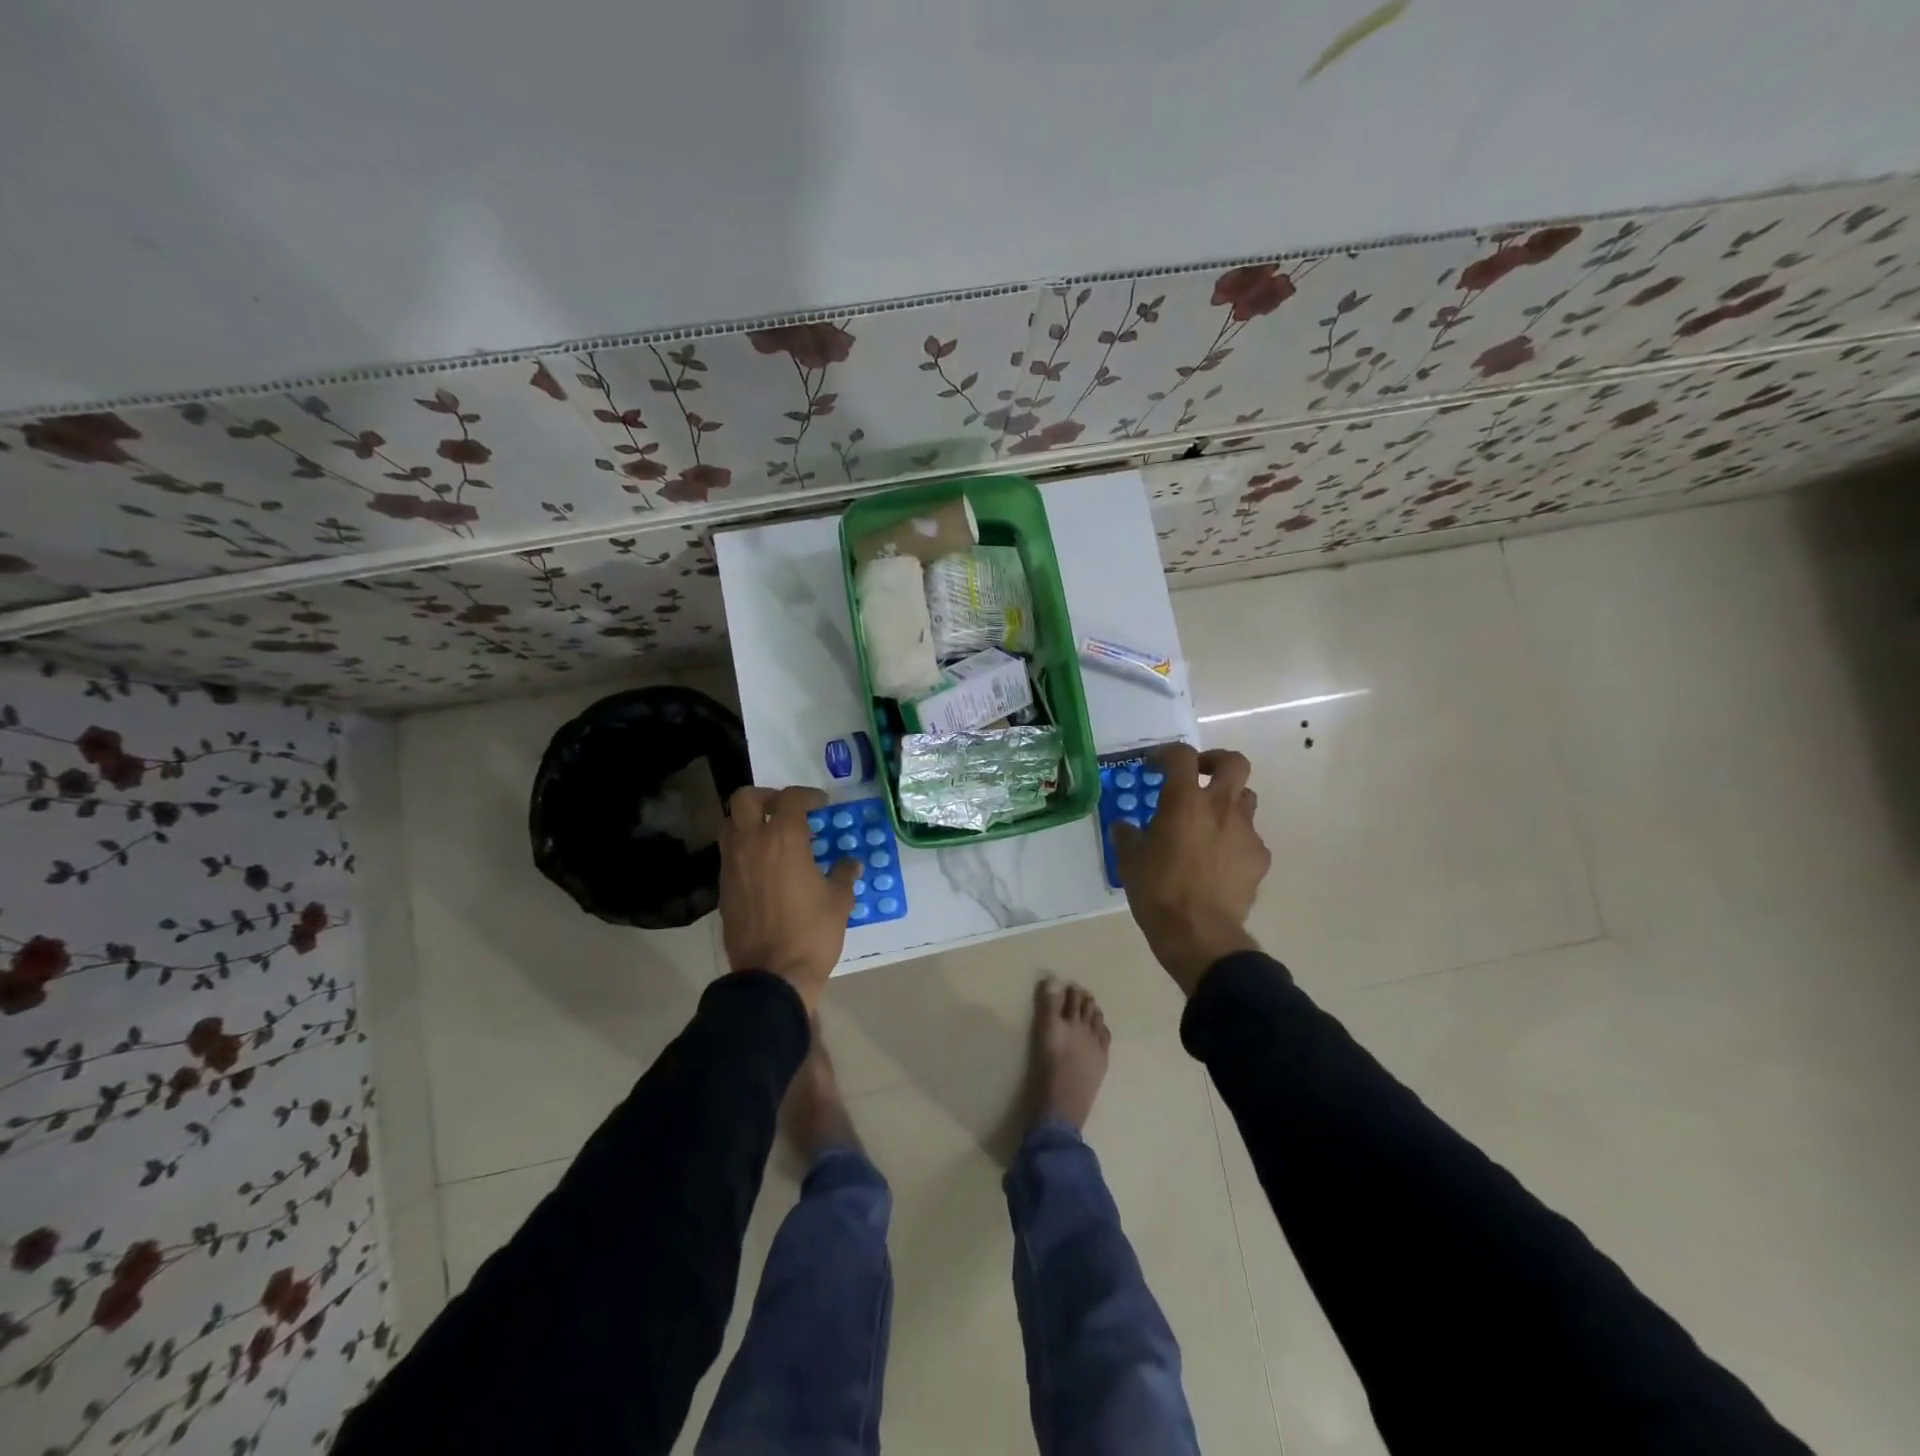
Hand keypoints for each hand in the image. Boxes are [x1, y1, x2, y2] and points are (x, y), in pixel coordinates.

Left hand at [719, 786, 857, 1012]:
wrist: (772, 976)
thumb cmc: (811, 933)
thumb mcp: (838, 902)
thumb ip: (843, 875)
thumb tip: (850, 864)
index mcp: (784, 839)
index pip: (790, 799)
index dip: (807, 795)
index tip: (821, 804)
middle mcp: (752, 844)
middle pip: (745, 799)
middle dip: (766, 797)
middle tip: (785, 809)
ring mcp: (732, 865)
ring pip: (731, 824)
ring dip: (749, 821)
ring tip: (771, 835)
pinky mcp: (723, 888)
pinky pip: (729, 854)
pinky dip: (744, 849)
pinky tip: (764, 866)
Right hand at [1112, 744, 1269, 995]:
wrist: (1199, 933)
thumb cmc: (1158, 890)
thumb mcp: (1129, 860)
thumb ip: (1127, 836)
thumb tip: (1124, 827)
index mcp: (1185, 801)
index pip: (1182, 756)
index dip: (1166, 754)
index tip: (1153, 767)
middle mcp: (1221, 807)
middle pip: (1234, 763)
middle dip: (1216, 761)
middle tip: (1199, 775)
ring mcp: (1246, 832)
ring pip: (1246, 799)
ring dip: (1228, 802)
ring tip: (1209, 822)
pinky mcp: (1260, 858)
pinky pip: (1249, 838)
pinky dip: (1235, 841)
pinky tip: (1220, 862)